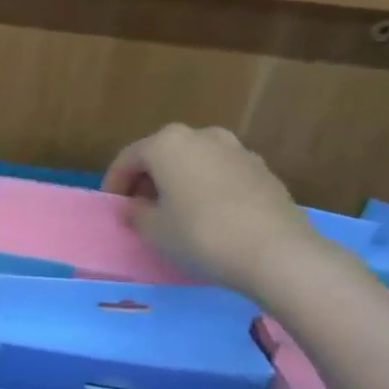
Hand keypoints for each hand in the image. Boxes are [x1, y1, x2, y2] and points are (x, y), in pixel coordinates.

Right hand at [103, 124, 323, 295]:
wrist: (276, 252)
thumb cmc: (200, 234)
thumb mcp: (153, 230)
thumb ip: (135, 213)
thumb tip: (135, 206)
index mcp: (167, 143)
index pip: (128, 159)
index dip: (113, 184)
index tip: (111, 207)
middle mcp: (202, 136)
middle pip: (163, 154)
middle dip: (148, 179)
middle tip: (140, 207)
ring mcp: (237, 150)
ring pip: (194, 162)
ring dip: (179, 181)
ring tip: (175, 211)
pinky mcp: (263, 171)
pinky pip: (221, 174)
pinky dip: (207, 188)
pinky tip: (208, 216)